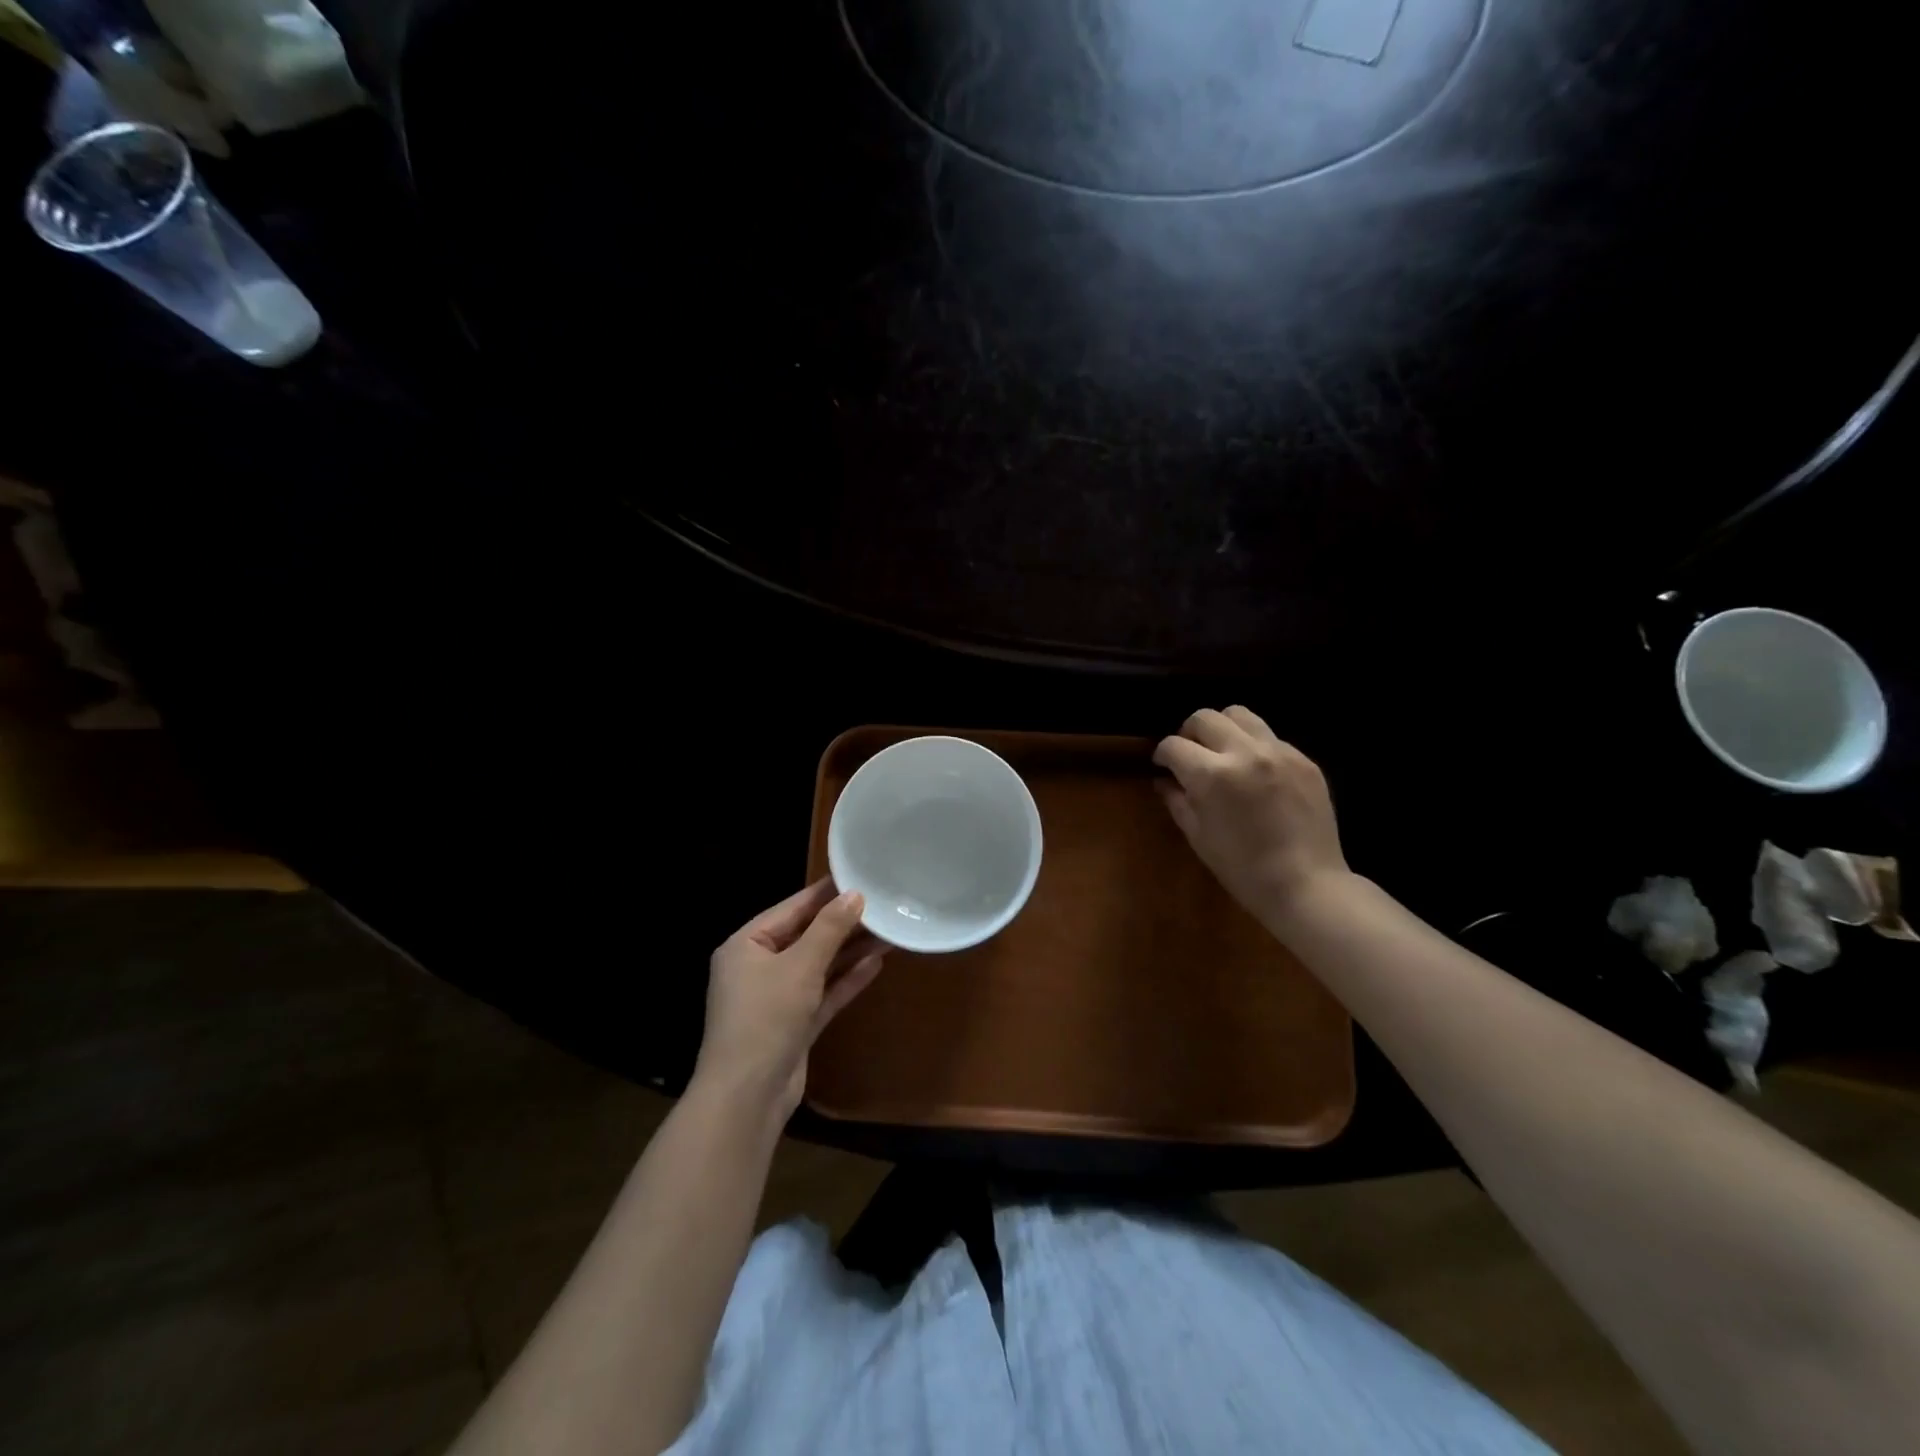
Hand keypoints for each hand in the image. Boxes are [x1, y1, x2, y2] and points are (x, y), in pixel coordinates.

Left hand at [693, 880, 887, 1120]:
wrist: (748, 1097)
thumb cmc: (766, 1017)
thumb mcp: (800, 966)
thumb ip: (829, 929)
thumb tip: (855, 895)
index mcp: (746, 945)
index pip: (791, 908)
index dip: (826, 893)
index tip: (859, 876)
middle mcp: (758, 967)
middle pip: (806, 936)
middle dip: (843, 923)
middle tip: (882, 904)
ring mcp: (776, 998)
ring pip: (818, 965)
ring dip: (849, 951)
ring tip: (887, 931)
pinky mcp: (794, 1024)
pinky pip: (823, 993)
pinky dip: (846, 980)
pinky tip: (876, 964)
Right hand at [1154, 706, 1349, 930]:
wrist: (1306, 885)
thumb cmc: (1242, 869)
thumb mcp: (1198, 837)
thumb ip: (1178, 801)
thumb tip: (1164, 781)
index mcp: (1211, 775)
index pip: (1174, 745)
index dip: (1162, 754)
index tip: (1162, 765)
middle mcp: (1244, 753)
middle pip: (1204, 717)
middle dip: (1189, 733)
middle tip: (1190, 756)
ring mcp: (1278, 752)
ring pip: (1240, 714)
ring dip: (1223, 728)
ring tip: (1223, 753)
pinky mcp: (1304, 759)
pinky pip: (1270, 737)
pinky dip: (1254, 746)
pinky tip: (1256, 773)